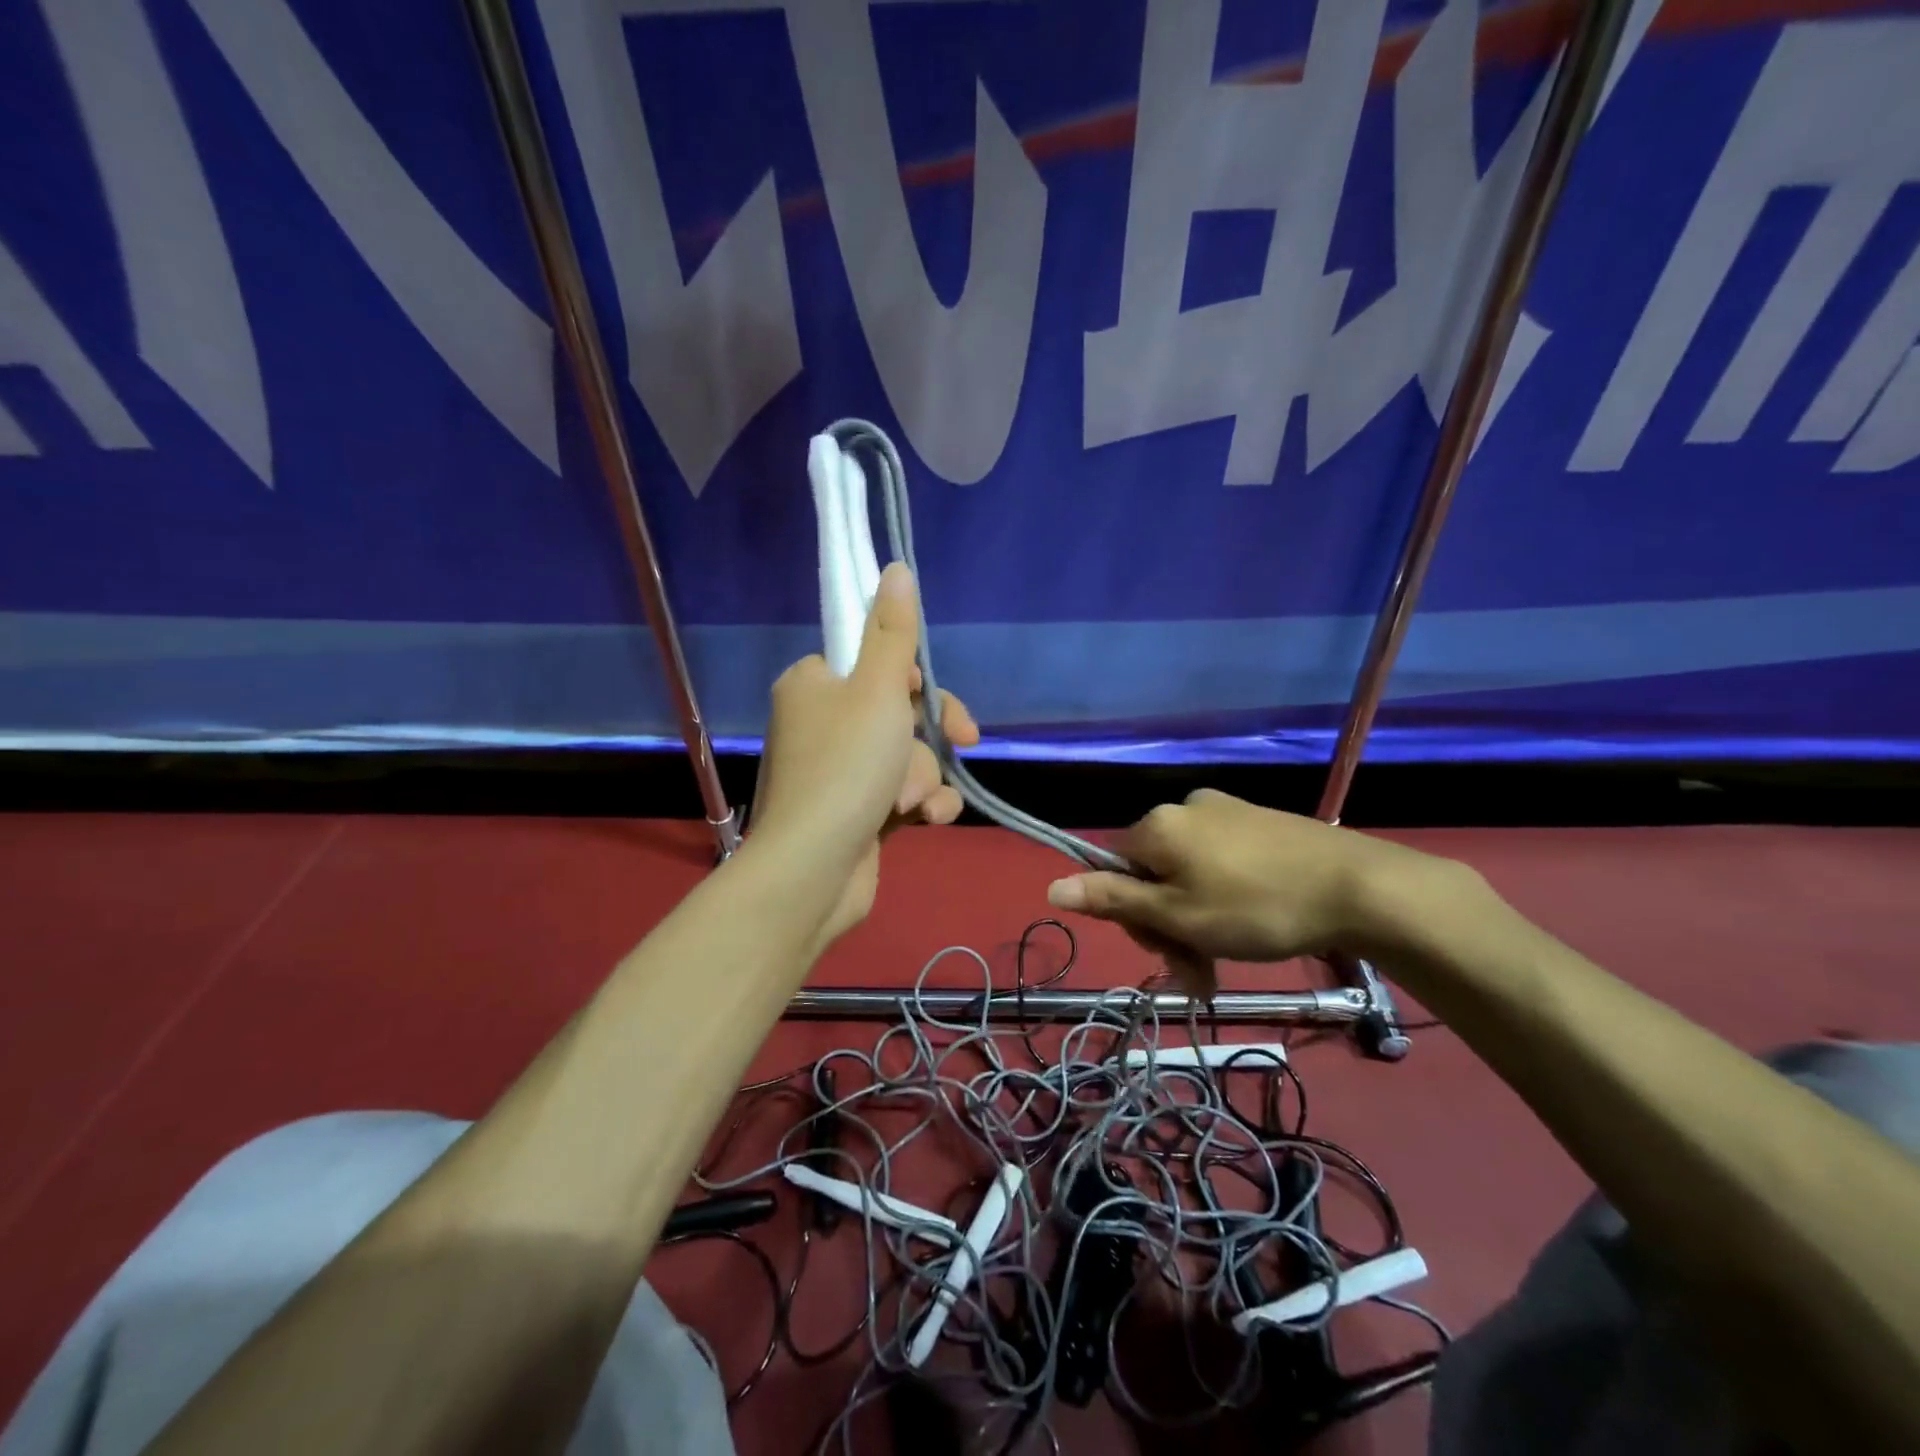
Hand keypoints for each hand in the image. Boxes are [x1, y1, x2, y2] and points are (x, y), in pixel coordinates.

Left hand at [751, 563, 978, 943]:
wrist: (813, 872)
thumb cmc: (845, 769)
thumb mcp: (878, 691)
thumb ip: (894, 633)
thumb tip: (896, 569)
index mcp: (815, 684)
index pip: (877, 663)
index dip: (919, 682)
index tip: (942, 702)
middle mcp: (821, 723)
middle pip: (901, 712)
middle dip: (928, 738)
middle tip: (962, 743)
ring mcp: (837, 772)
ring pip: (907, 757)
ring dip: (923, 778)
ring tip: (911, 805)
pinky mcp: (854, 812)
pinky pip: (901, 793)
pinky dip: (920, 805)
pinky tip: (926, 821)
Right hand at [1045, 789, 1456, 964]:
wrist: (1358, 887)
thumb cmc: (1255, 907)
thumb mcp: (1178, 916)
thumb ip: (1114, 901)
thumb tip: (1051, 885)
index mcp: (1156, 826)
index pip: (1113, 870)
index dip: (1131, 916)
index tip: (1166, 952)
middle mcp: (1184, 808)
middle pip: (1151, 872)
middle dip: (1167, 923)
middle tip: (1201, 969)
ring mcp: (1225, 812)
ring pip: (1187, 872)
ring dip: (1195, 918)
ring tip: (1224, 961)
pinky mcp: (1258, 822)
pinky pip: (1220, 861)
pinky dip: (1223, 897)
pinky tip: (1251, 924)